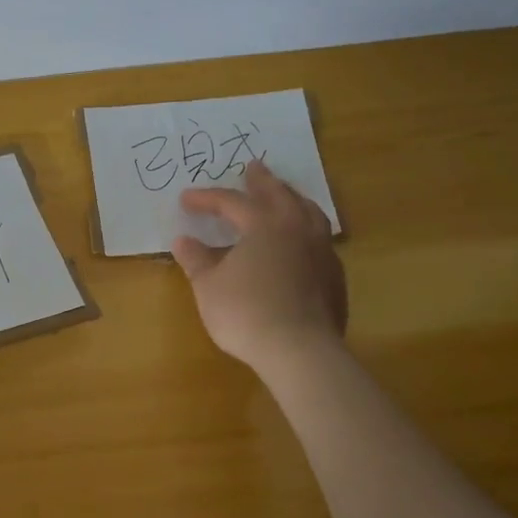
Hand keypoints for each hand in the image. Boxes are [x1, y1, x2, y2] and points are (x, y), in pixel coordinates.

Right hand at [172, 161, 346, 375]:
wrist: (300, 351)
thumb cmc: (246, 313)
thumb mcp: (208, 286)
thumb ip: (196, 260)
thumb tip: (183, 241)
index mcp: (264, 225)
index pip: (231, 202)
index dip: (207, 199)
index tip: (186, 199)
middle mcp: (296, 229)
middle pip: (279, 195)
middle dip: (262, 181)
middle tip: (253, 166)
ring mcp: (321, 251)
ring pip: (309, 212)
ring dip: (292, 199)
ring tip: (285, 195)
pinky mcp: (334, 276)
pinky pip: (321, 238)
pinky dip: (307, 228)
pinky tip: (301, 240)